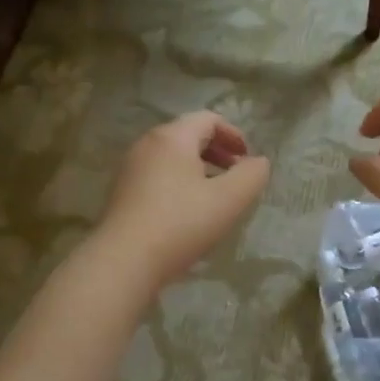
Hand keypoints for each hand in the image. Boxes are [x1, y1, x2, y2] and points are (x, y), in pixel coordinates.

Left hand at [96, 112, 271, 289]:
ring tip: (214, 195)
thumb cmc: (181, 224)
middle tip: (235, 174)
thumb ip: (251, 175)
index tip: (247, 159)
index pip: (208, 119)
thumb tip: (258, 162)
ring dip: (198, 168)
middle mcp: (147, 144)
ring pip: (171, 157)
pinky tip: (186, 211)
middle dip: (216, 150)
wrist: (124, 261)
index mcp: (173, 137)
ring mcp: (130, 168)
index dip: (234, 134)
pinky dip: (178, 182)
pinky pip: (156, 175)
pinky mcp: (121, 192)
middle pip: (188, 135)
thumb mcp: (229, 200)